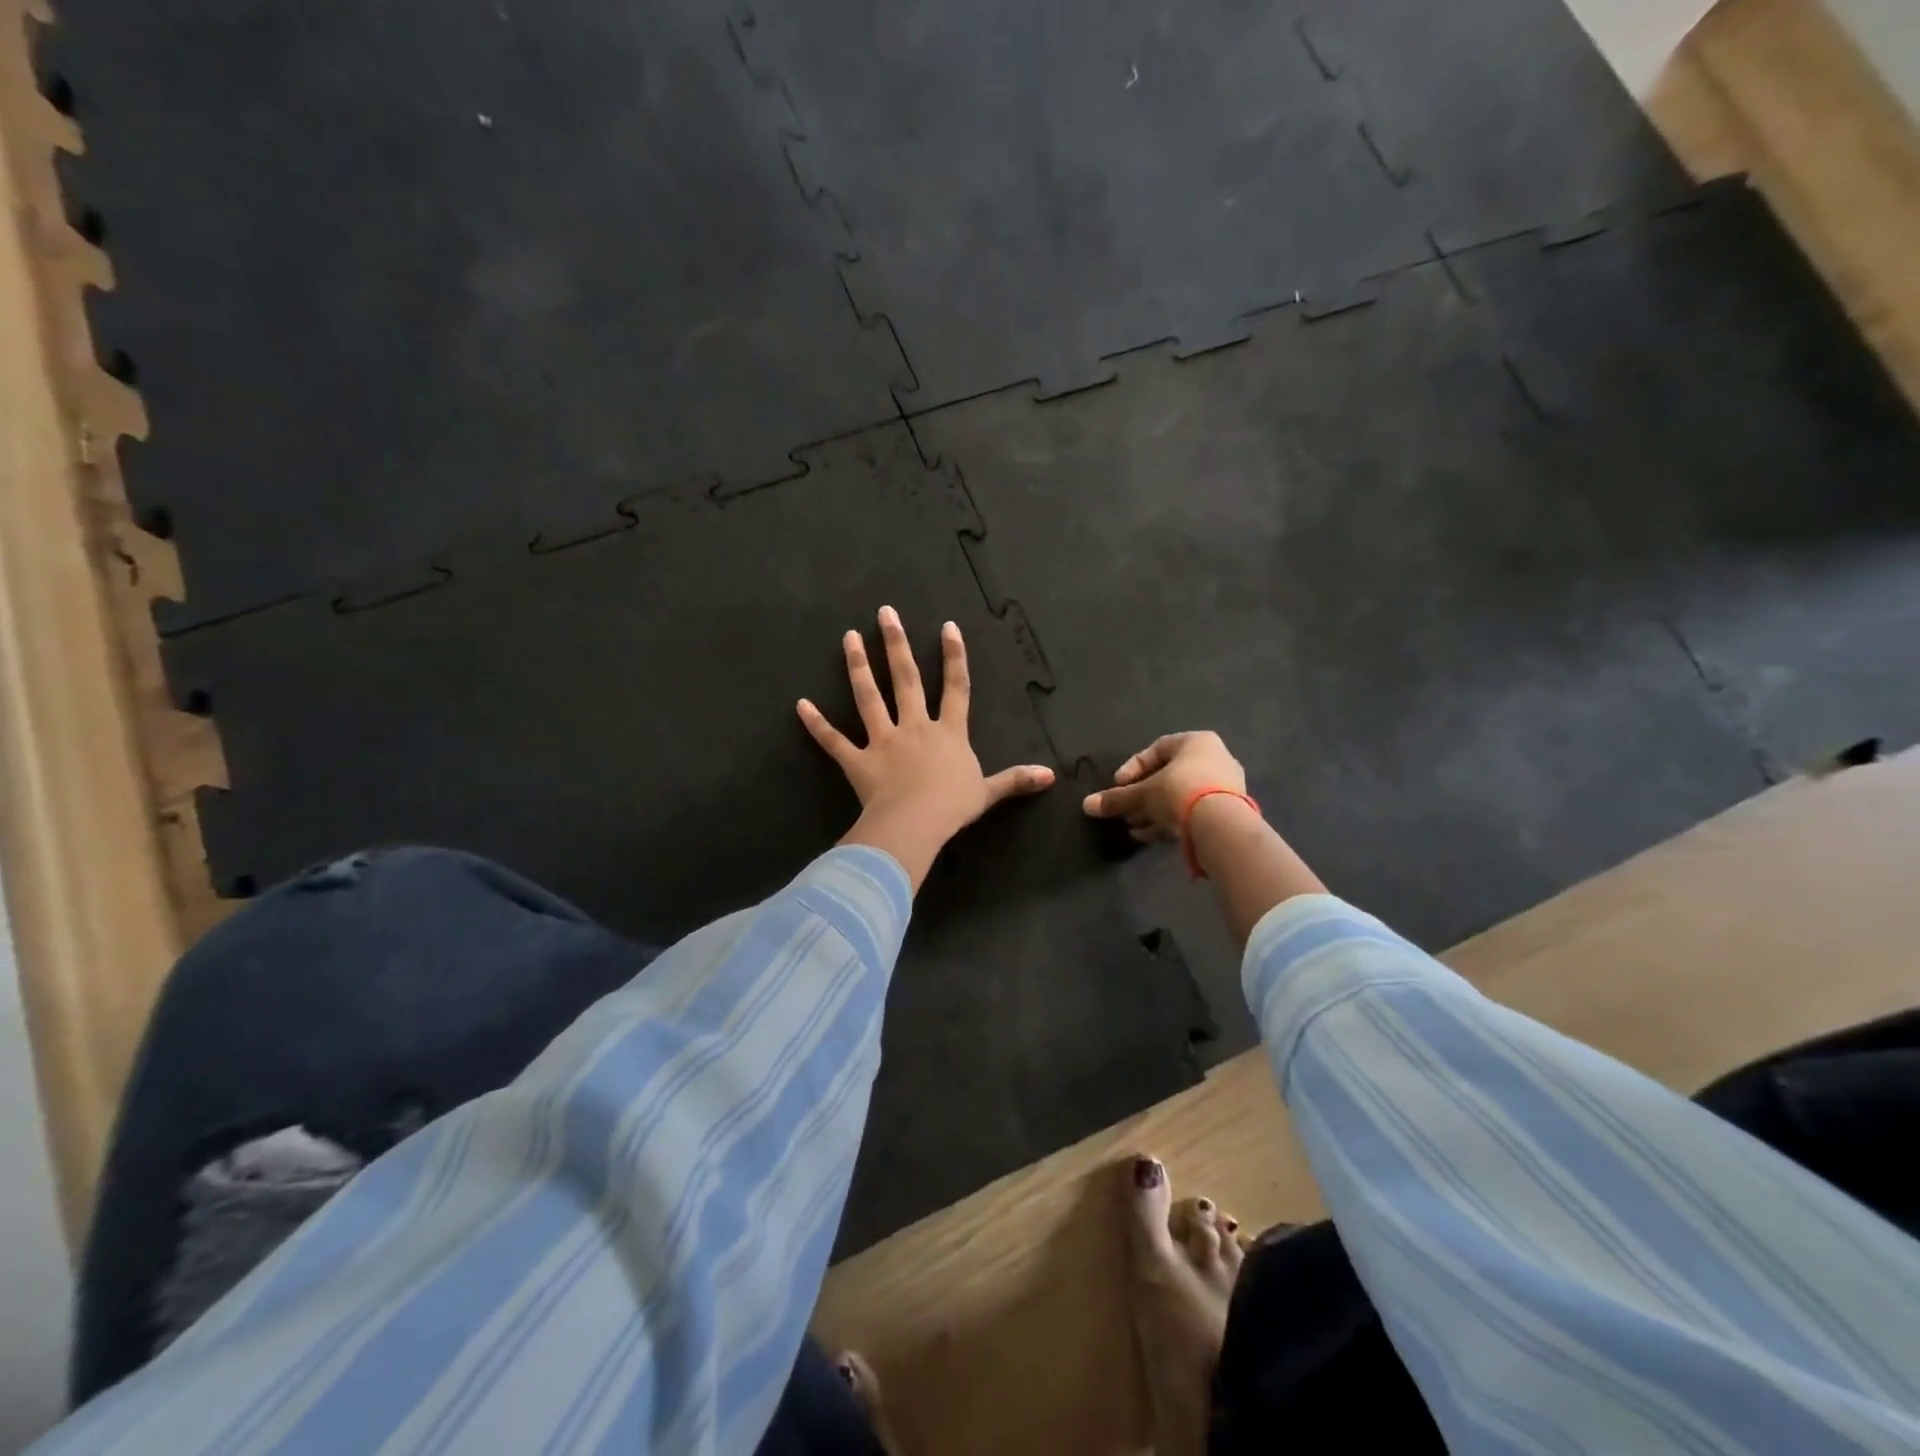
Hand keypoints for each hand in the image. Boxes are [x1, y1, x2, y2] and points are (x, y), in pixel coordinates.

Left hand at [800, 606, 1055, 888]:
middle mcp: (915, 728)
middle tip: (884, 613)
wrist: (916, 825)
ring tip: (849, 638)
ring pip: (869, 698)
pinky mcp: (858, 762)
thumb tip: (1051, 775)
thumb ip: (1016, 779)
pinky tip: (800, 705)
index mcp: (948, 733)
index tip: (947, 627)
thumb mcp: (989, 792)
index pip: (955, 688)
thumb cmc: (953, 807)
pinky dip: (817, 724)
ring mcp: (884, 742)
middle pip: (906, 680)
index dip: (954, 657)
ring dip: (858, 667)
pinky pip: (834, 741)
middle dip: (896, 645)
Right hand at [1081, 731, 1247, 842]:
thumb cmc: (1180, 792)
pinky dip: (1170, 821)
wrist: (1222, 825)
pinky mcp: (1228, 811)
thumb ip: (1116, 798)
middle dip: (1142, 795)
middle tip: (1125, 810)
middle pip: (1168, 776)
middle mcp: (1215, 758)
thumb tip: (1086, 805)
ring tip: (1133, 827)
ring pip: (1179, 796)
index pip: (1157, 749)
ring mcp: (1225, 786)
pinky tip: (1149, 836)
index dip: (1133, 767)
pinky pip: (1192, 812)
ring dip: (1153, 811)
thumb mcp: (1142, 794)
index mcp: (1196, 742)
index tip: (1118, 785)